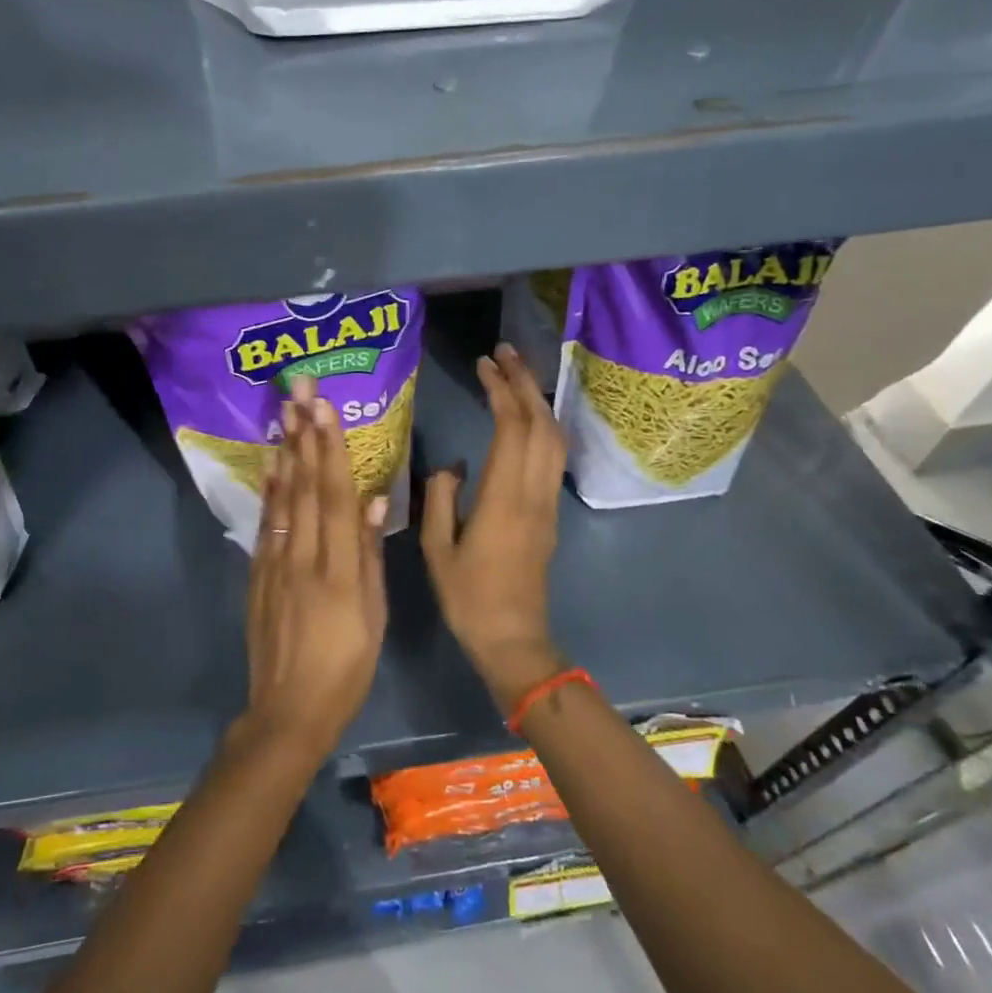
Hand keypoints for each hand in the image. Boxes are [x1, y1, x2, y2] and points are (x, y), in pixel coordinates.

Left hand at [241, 379, 389, 757]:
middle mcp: (303, 557)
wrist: (288, 709)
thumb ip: (369, 556)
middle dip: (305, 434)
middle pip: (304, 486)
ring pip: (283, 498)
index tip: (326, 409)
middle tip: (301, 390)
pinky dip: (269, 490)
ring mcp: (275, 563)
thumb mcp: (373, 617)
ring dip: (286, 452)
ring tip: (286, 412)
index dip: (330, 450)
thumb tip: (372, 500)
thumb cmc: (346, 667)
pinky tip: (273, 465)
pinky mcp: (258, 574)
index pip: (334, 497)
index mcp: (338, 570)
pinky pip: (266, 523)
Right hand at [421, 343, 566, 713]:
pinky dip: (542, 425)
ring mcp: (547, 503)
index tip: (484, 365)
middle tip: (504, 353)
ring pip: (555, 439)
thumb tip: (453, 465)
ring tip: (516, 375)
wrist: (513, 639)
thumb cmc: (468, 597)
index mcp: (503, 498)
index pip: (512, 428)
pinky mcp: (549, 514)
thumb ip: (440, 498)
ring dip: (538, 401)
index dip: (501, 390)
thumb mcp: (437, 549)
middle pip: (542, 424)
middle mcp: (533, 493)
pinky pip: (553, 457)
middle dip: (525, 382)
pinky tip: (526, 418)